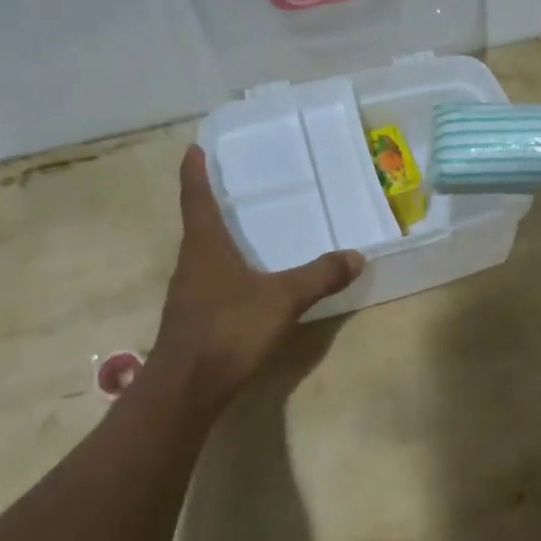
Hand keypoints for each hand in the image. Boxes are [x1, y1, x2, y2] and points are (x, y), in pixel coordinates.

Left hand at [149, 147, 364, 404]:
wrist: (184, 391)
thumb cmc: (228, 330)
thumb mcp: (282, 299)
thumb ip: (319, 276)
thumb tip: (356, 256)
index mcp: (204, 246)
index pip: (196, 197)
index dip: (195, 172)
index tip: (194, 148)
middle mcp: (191, 263)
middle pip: (198, 224)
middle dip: (212, 202)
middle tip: (234, 184)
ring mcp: (188, 293)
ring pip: (203, 254)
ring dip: (217, 237)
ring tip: (244, 228)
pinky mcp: (191, 319)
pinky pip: (209, 280)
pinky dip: (225, 269)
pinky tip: (245, 281)